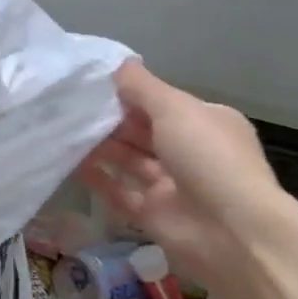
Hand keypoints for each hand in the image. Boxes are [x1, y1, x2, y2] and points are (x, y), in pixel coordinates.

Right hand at [76, 59, 294, 296]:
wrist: (233, 235)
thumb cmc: (208, 158)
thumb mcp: (175, 109)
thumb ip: (142, 87)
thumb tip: (119, 63)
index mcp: (205, 123)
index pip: (162, 102)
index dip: (130, 93)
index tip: (92, 84)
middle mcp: (190, 152)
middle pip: (143, 130)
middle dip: (111, 119)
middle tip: (69, 105)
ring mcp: (172, 185)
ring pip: (130, 160)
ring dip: (101, 146)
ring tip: (64, 129)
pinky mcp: (154, 214)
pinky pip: (120, 192)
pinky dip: (98, 178)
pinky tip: (70, 163)